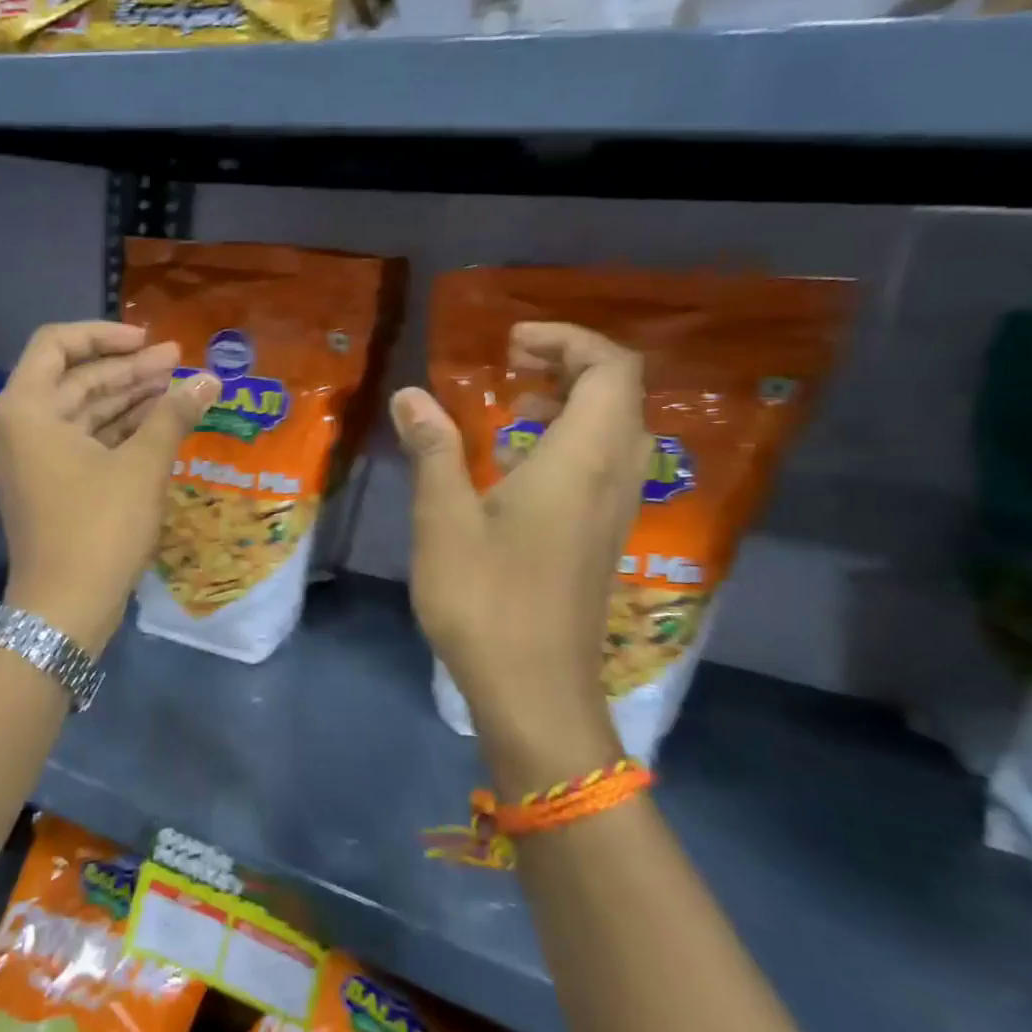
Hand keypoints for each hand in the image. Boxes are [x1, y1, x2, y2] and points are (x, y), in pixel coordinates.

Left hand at [0, 322, 218, 654]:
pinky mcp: (46, 485)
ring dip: (128, 399)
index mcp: (25, 409)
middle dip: (128, 370)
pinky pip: (82, 441)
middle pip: (74, 379)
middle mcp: (18, 426)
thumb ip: (173, 414)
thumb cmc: (98, 528)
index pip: (57, 344)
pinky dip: (117, 430)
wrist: (64, 610)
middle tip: (180, 362)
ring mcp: (30, 458)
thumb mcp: (141, 466)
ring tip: (178, 387)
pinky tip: (158, 423)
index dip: (105, 335)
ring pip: (82, 412)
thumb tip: (209, 379)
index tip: (149, 341)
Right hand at [392, 323, 650, 779]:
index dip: (566, 340)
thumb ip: (433, 449)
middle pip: (620, 392)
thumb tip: (411, 396)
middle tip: (509, 366)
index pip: (610, 368)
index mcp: (582, 460)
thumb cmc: (486, 599)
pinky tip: (512, 466)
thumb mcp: (444, 518)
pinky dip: (567, 440)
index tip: (508, 344)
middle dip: (568, 364)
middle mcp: (614, 475)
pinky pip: (603, 463)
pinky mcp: (602, 537)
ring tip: (509, 406)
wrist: (534, 691)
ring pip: (615, 429)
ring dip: (569, 402)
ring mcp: (614, 510)